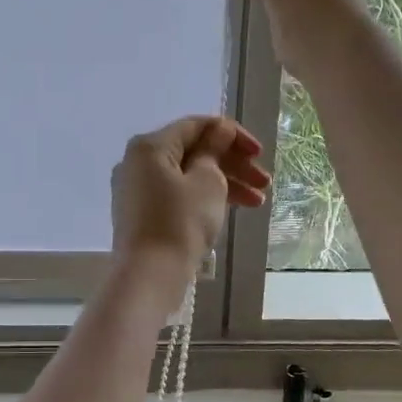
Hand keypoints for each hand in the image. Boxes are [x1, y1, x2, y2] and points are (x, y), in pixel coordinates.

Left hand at [109, 116, 268, 276]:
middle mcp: (138, 163)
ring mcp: (137, 190)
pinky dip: (204, 199)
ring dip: (224, 184)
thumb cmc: (180, 222)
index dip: (231, 135)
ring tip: (258, 203)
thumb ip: (214, 151)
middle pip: (193, 152)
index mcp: (149, 146)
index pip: (195, 126)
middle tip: (265, 182)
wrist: (149, 275)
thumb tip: (218, 131)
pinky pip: (177, 195)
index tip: (259, 153)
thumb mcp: (207, 182)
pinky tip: (232, 211)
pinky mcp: (142, 215)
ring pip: (188, 176)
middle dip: (232, 164)